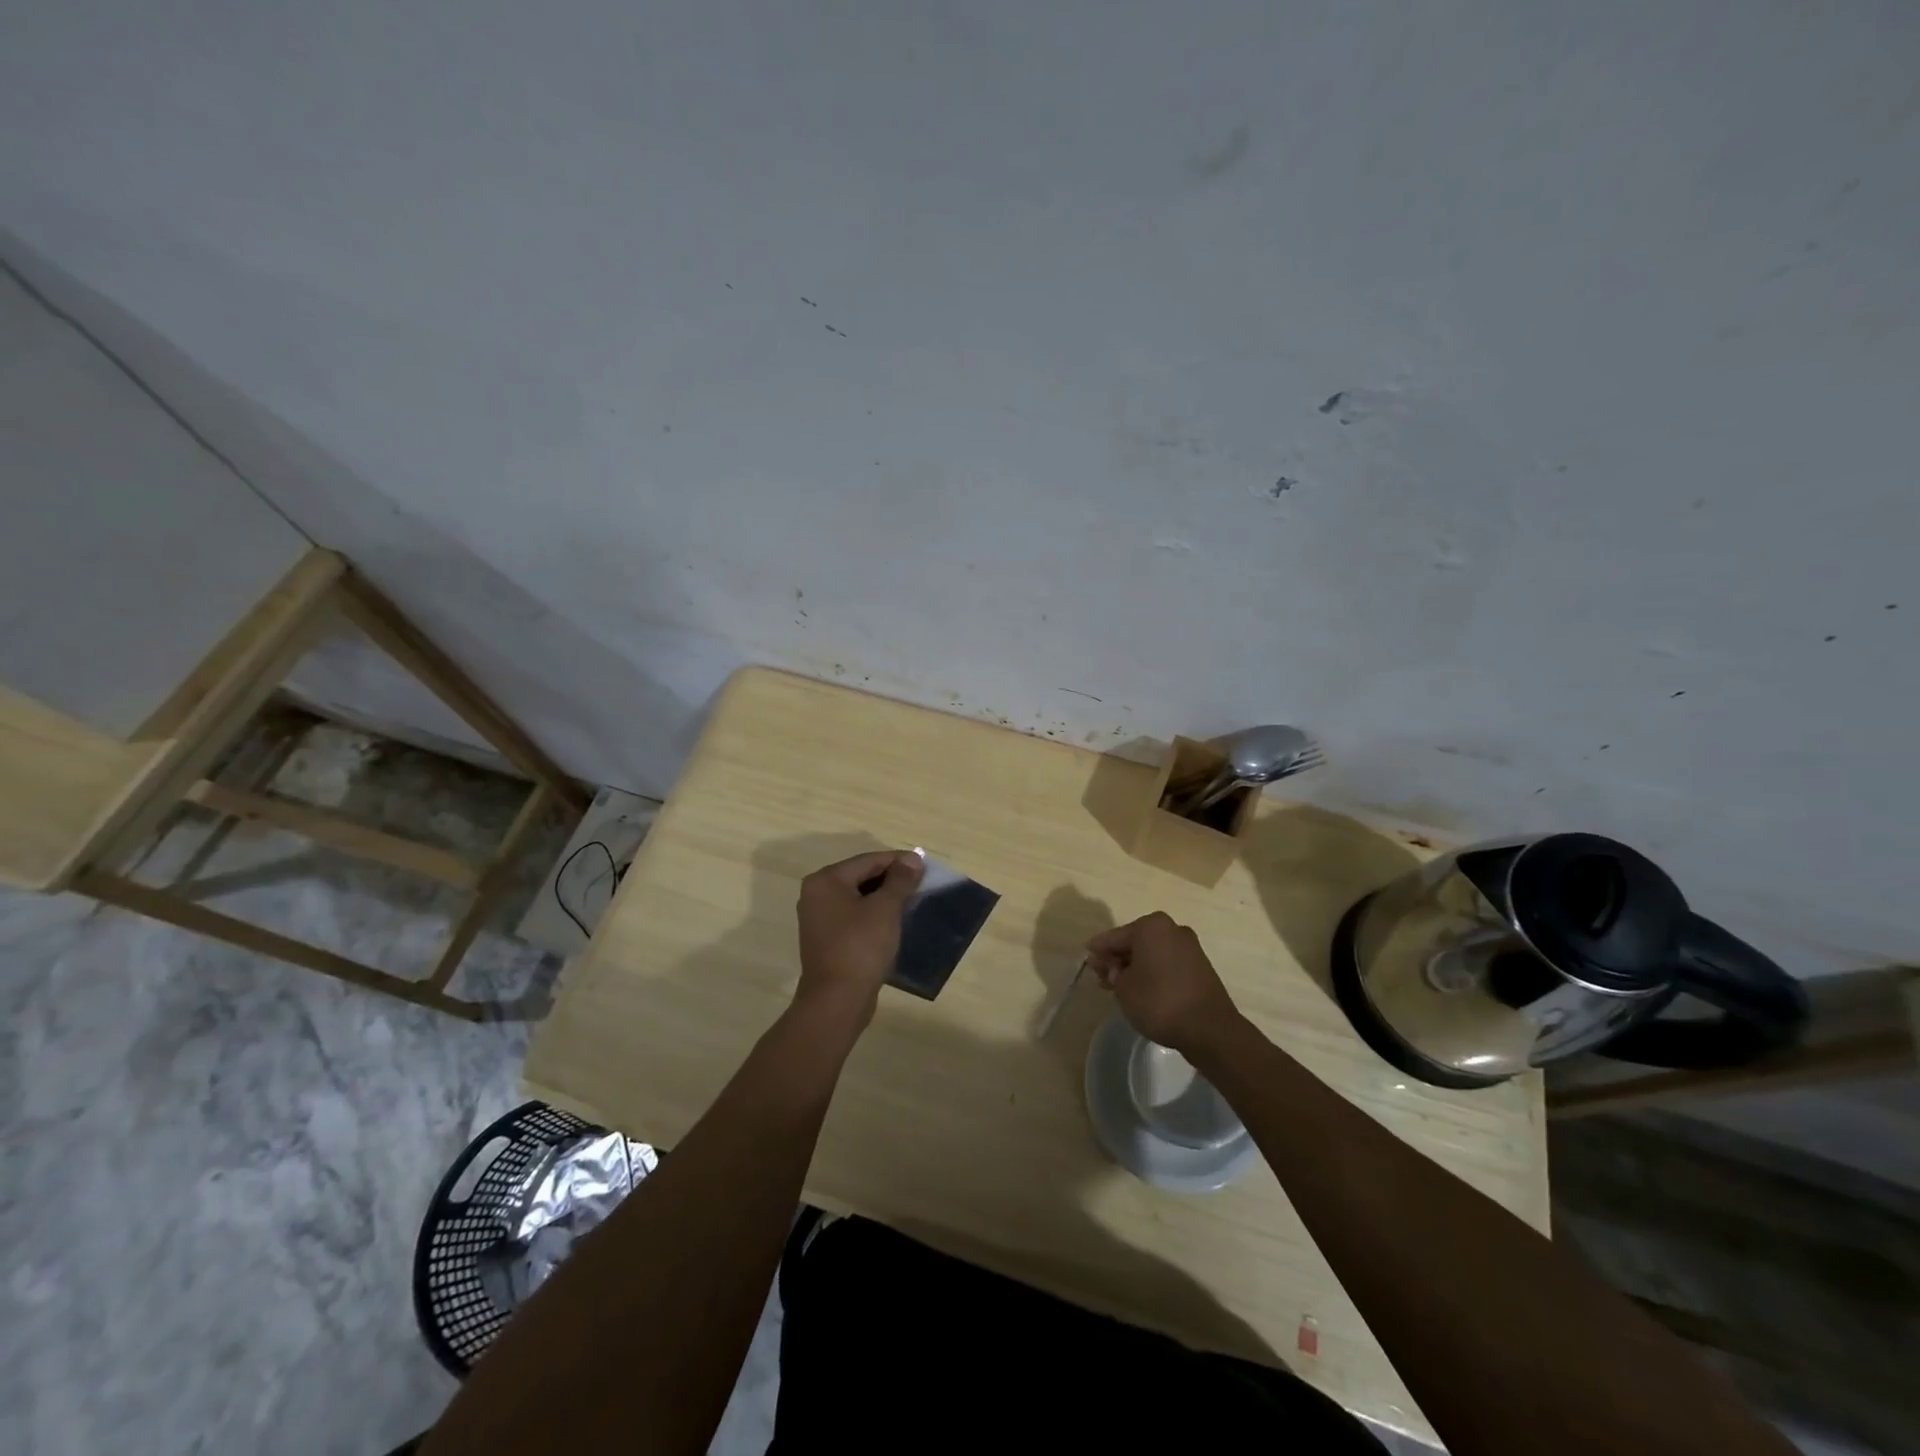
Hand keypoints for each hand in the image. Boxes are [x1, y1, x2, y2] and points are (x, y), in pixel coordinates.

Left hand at [794, 849, 924, 1023]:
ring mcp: (818, 919)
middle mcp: (816, 894)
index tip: (925, 865)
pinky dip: (873, 914)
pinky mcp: (826, 940)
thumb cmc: (860, 947)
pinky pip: (853, 917)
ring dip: (883, 897)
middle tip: (921, 883)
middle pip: (861, 876)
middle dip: (891, 879)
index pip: (868, 861)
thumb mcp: (885, 909)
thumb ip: (900, 880)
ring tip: (911, 901)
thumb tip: (913, 859)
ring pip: (857, 897)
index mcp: (826, 881)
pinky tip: (893, 922)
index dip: (898, 861)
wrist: (837, 1001)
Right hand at [1085, 912, 1241, 1055]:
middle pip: (1135, 942)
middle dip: (1117, 959)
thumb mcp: (1123, 987)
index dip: (1098, 949)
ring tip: (1117, 987)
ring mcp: (1189, 948)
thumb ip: (1111, 972)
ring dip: (1133, 967)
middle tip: (1101, 977)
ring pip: (1151, 954)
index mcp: (1151, 926)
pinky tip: (1140, 990)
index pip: (1115, 936)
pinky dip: (1151, 973)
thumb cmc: (1158, 1001)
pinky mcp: (1199, 967)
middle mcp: (1172, 929)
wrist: (1209, 1029)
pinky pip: (1166, 964)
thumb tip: (1112, 966)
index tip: (1087, 959)